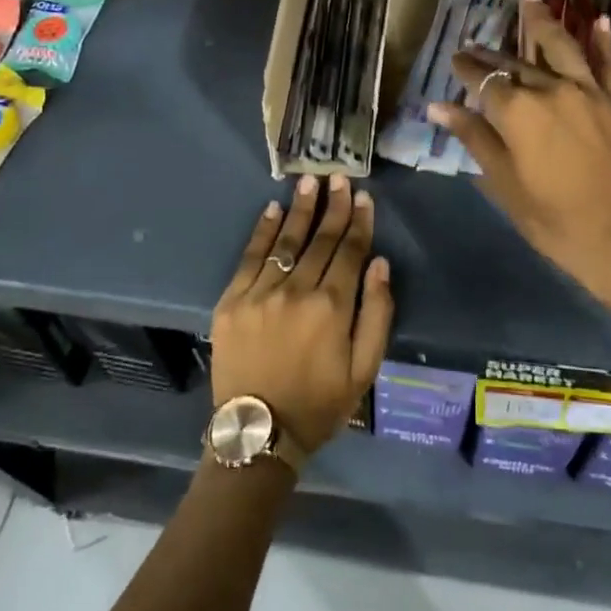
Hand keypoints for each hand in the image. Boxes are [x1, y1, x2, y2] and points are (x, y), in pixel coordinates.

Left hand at [210, 175, 392, 456]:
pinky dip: (263, 232)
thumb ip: (377, 314)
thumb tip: (380, 264)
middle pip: (320, 240)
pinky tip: (273, 210)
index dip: (358, 222)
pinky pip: (250, 258)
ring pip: (286, 242)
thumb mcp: (364, 369)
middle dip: (332, 206)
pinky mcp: (231, 302)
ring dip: (300, 210)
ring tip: (310, 182)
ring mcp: (260, 294)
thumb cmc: (320, 404)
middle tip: (339, 177)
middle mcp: (297, 292)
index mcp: (332, 308)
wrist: (259, 433)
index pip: (350, 252)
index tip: (363, 197)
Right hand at [429, 0, 610, 301]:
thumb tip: (439, 107)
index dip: (466, 69)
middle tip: (475, 43)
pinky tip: (597, 20)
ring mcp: (589, 93)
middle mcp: (551, 90)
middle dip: (492, 54)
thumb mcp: (505, 184)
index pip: (483, 81)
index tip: (455, 59)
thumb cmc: (554, 219)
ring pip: (561, 47)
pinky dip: (602, 41)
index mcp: (518, 113)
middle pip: (515, 65)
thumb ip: (475, 138)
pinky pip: (608, 64)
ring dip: (543, 21)